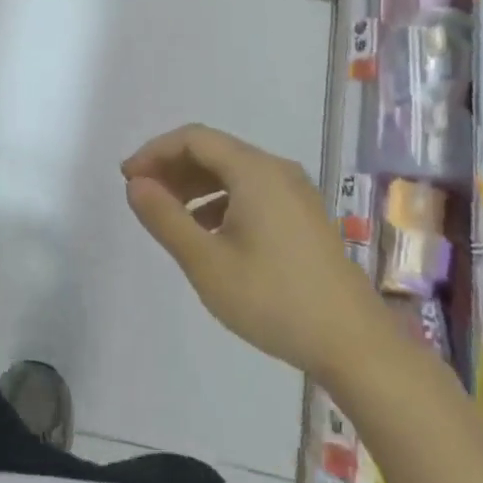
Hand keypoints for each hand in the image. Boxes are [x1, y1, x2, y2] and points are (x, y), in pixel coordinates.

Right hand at [123, 124, 385, 374]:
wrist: (354, 344)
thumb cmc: (273, 300)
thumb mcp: (206, 262)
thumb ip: (165, 218)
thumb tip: (136, 184)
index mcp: (254, 171)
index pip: (193, 138)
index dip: (155, 151)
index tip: (128, 178)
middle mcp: (277, 170)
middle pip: (214, 150)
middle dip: (173, 167)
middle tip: (142, 195)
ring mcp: (296, 192)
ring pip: (233, 171)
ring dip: (195, 184)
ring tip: (168, 214)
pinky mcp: (304, 215)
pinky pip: (252, 190)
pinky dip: (220, 200)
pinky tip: (207, 232)